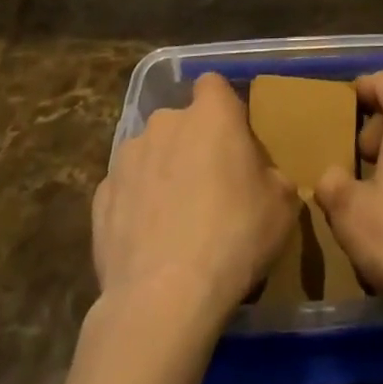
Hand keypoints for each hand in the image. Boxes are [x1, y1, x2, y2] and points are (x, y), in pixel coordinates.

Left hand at [93, 72, 297, 330]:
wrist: (163, 299)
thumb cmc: (233, 237)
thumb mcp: (282, 206)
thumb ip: (273, 177)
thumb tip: (264, 178)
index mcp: (211, 113)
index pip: (213, 84)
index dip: (223, 107)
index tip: (233, 139)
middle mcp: (165, 122)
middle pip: (180, 121)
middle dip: (192, 144)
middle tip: (210, 186)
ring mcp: (127, 157)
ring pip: (150, 154)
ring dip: (161, 173)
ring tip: (175, 220)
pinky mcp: (100, 196)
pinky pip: (126, 190)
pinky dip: (136, 206)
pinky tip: (149, 242)